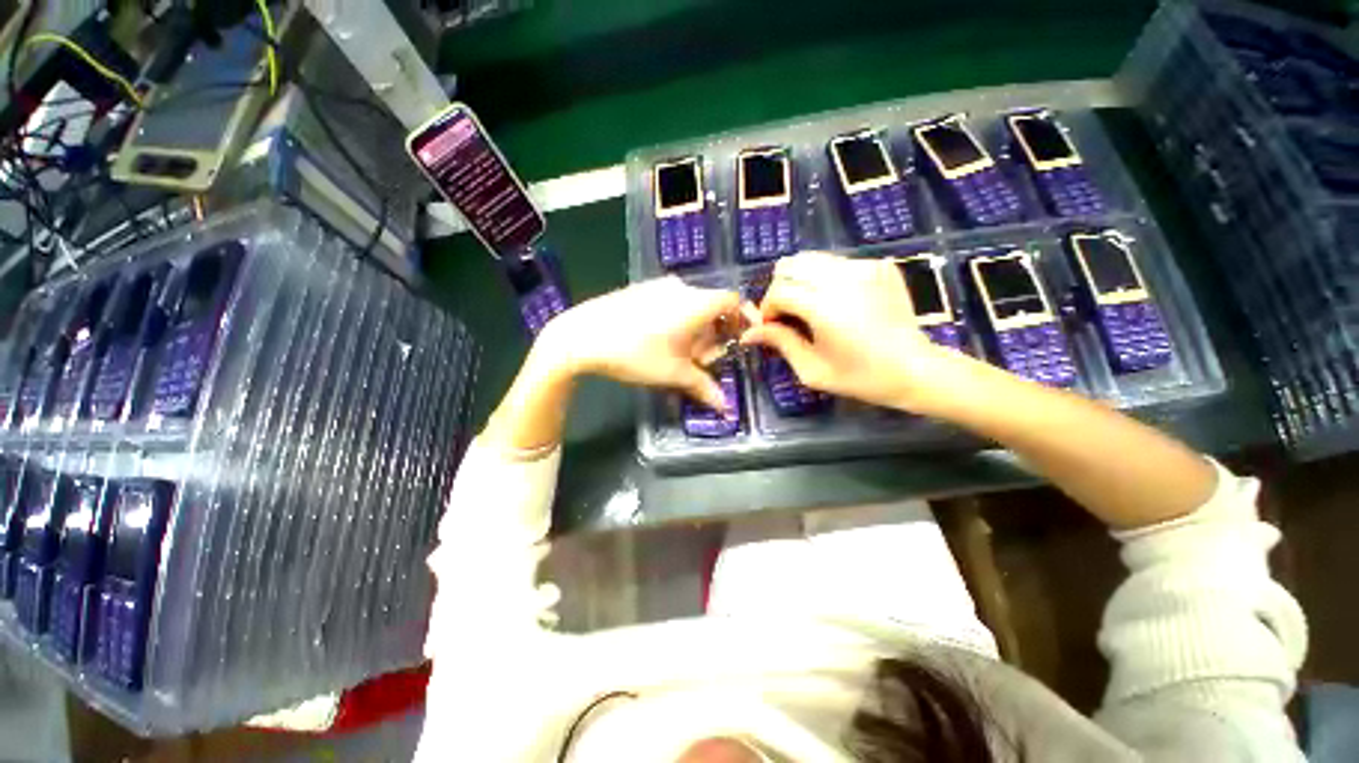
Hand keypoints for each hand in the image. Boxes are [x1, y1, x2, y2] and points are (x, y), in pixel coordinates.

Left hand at [541, 277, 742, 410]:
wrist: (582, 336)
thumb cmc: (636, 354)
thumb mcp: (673, 373)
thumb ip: (703, 387)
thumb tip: (725, 407)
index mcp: (696, 302)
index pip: (733, 301)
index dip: (744, 317)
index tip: (744, 336)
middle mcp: (681, 287)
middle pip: (712, 306)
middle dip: (715, 333)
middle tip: (705, 359)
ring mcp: (657, 286)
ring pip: (690, 305)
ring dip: (695, 329)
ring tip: (682, 354)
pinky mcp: (640, 289)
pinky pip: (670, 302)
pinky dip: (677, 320)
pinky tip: (660, 341)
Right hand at [740, 252, 967, 411]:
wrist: (915, 369)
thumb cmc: (861, 377)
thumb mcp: (812, 370)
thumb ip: (780, 343)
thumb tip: (748, 333)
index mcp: (824, 306)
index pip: (778, 291)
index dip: (767, 309)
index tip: (772, 328)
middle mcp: (842, 278)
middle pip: (790, 265)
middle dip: (780, 289)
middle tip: (788, 315)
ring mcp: (864, 267)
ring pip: (811, 258)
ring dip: (801, 281)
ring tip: (809, 306)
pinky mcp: (878, 265)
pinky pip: (836, 262)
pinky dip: (825, 278)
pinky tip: (837, 302)